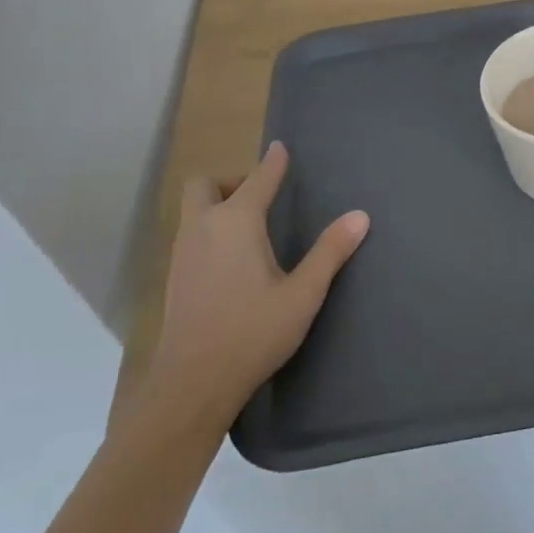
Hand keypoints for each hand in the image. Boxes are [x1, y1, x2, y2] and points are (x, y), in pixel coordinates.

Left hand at [143, 142, 368, 431]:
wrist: (192, 384)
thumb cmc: (253, 333)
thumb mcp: (303, 294)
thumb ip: (330, 252)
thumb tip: (360, 216)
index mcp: (236, 223)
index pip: (258, 179)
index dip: (273, 162)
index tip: (281, 148)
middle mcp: (203, 227)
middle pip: (205, 184)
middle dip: (230, 181)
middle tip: (259, 198)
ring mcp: (182, 252)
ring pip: (194, 210)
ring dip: (218, 204)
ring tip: (251, 227)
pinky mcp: (174, 277)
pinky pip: (190, 233)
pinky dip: (209, 229)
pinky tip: (231, 259)